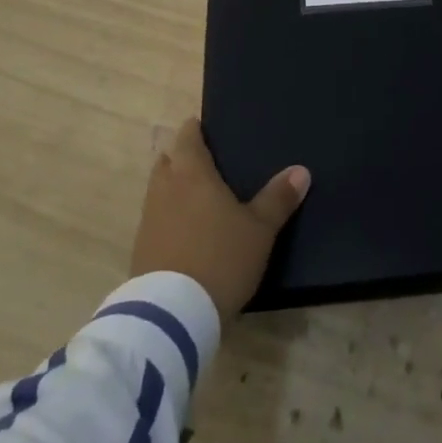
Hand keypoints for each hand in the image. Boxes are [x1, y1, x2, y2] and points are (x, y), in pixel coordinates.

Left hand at [130, 118, 310, 317]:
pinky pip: (154, 220)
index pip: (187, 137)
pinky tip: (184, 232)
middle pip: (167, 161)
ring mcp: (148, 220)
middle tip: (204, 162)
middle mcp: (164, 189)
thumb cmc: (220, 257)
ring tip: (197, 197)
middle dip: (181, 157)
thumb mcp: (259, 230)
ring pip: (158, 191)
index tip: (204, 128)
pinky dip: (167, 218)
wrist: (172, 315)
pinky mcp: (140, 251)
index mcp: (191, 173)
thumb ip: (278, 198)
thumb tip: (301, 170)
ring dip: (172, 188)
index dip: (194, 130)